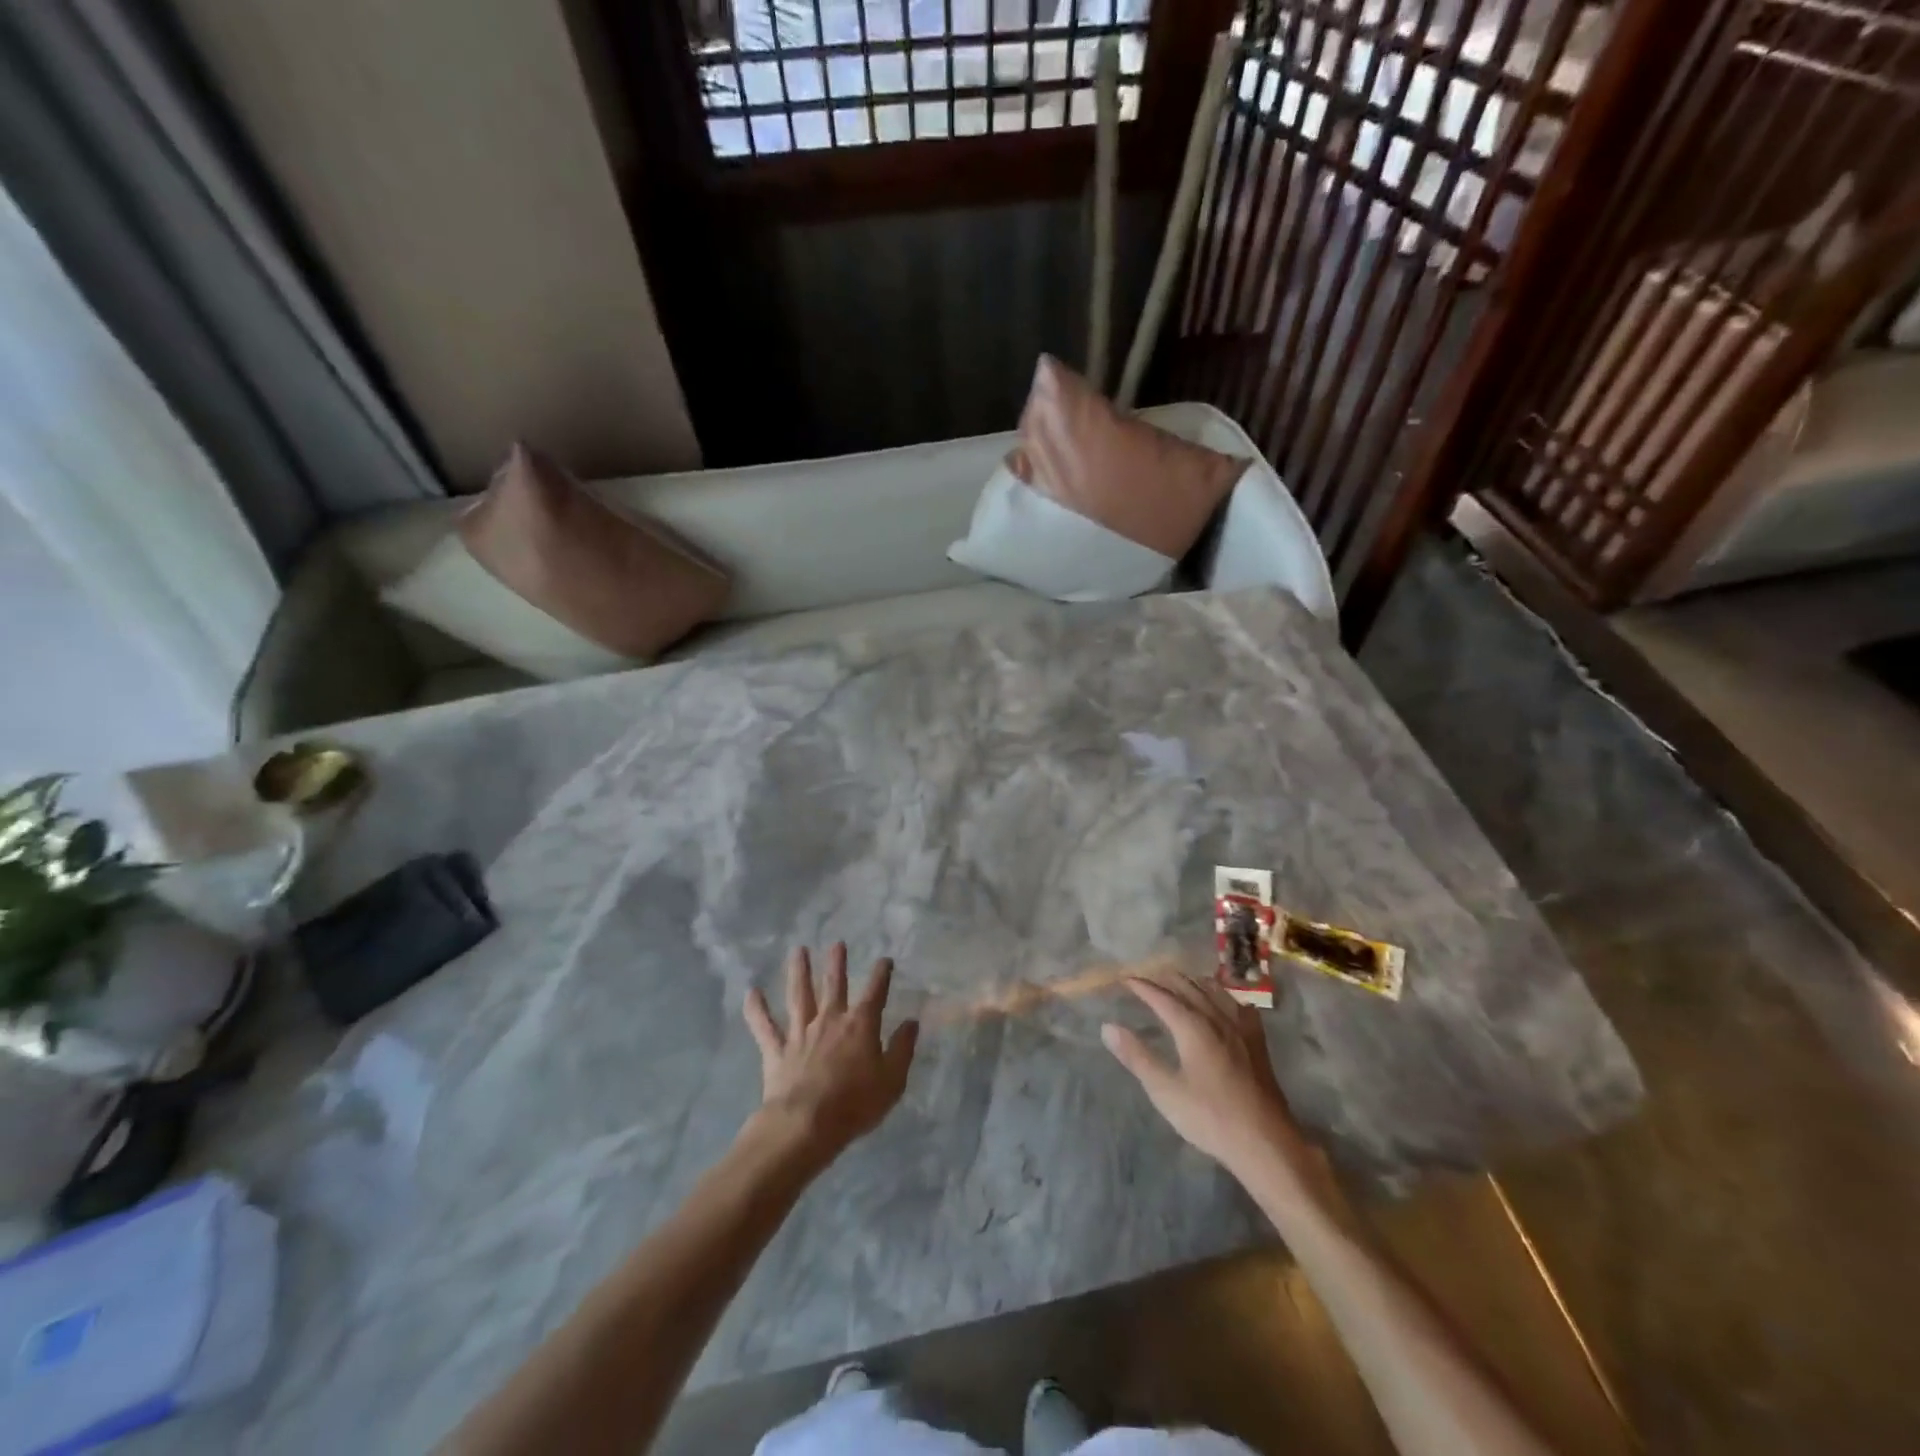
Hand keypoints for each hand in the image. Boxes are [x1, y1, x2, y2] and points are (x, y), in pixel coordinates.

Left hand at [743, 944, 918, 1167]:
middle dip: (837, 963)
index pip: (875, 992)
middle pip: (834, 985)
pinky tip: (751, 992)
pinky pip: (764, 1027)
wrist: (806, 1125)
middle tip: (837, 943)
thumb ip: (902, 1049)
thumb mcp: (892, 1080)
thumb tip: (911, 1022)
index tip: (885, 960)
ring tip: (798, 950)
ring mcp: (800, 1033)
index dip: (881, 974)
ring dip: (799, 972)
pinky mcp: (776, 1051)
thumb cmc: (855, 1104)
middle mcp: (829, 1020)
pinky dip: (756, 1010)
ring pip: (799, 995)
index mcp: (860, 1025)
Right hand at [1102, 974, 1320, 1186]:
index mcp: (1193, 1027)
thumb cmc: (1210, 1118)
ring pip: (1216, 993)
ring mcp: (1241, 1030)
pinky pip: (1240, 1006)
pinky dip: (1225, 995)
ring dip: (1194, 982)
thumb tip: (1108, 1027)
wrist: (1265, 1143)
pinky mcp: (1257, 1044)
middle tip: (1148, 977)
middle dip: (1167, 980)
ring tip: (1182, 981)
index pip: (1163, 998)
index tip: (1125, 980)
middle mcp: (1218, 1019)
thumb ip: (1137, 1057)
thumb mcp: (1165, 1091)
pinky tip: (1226, 1001)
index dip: (1143, 987)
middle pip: (1190, 988)